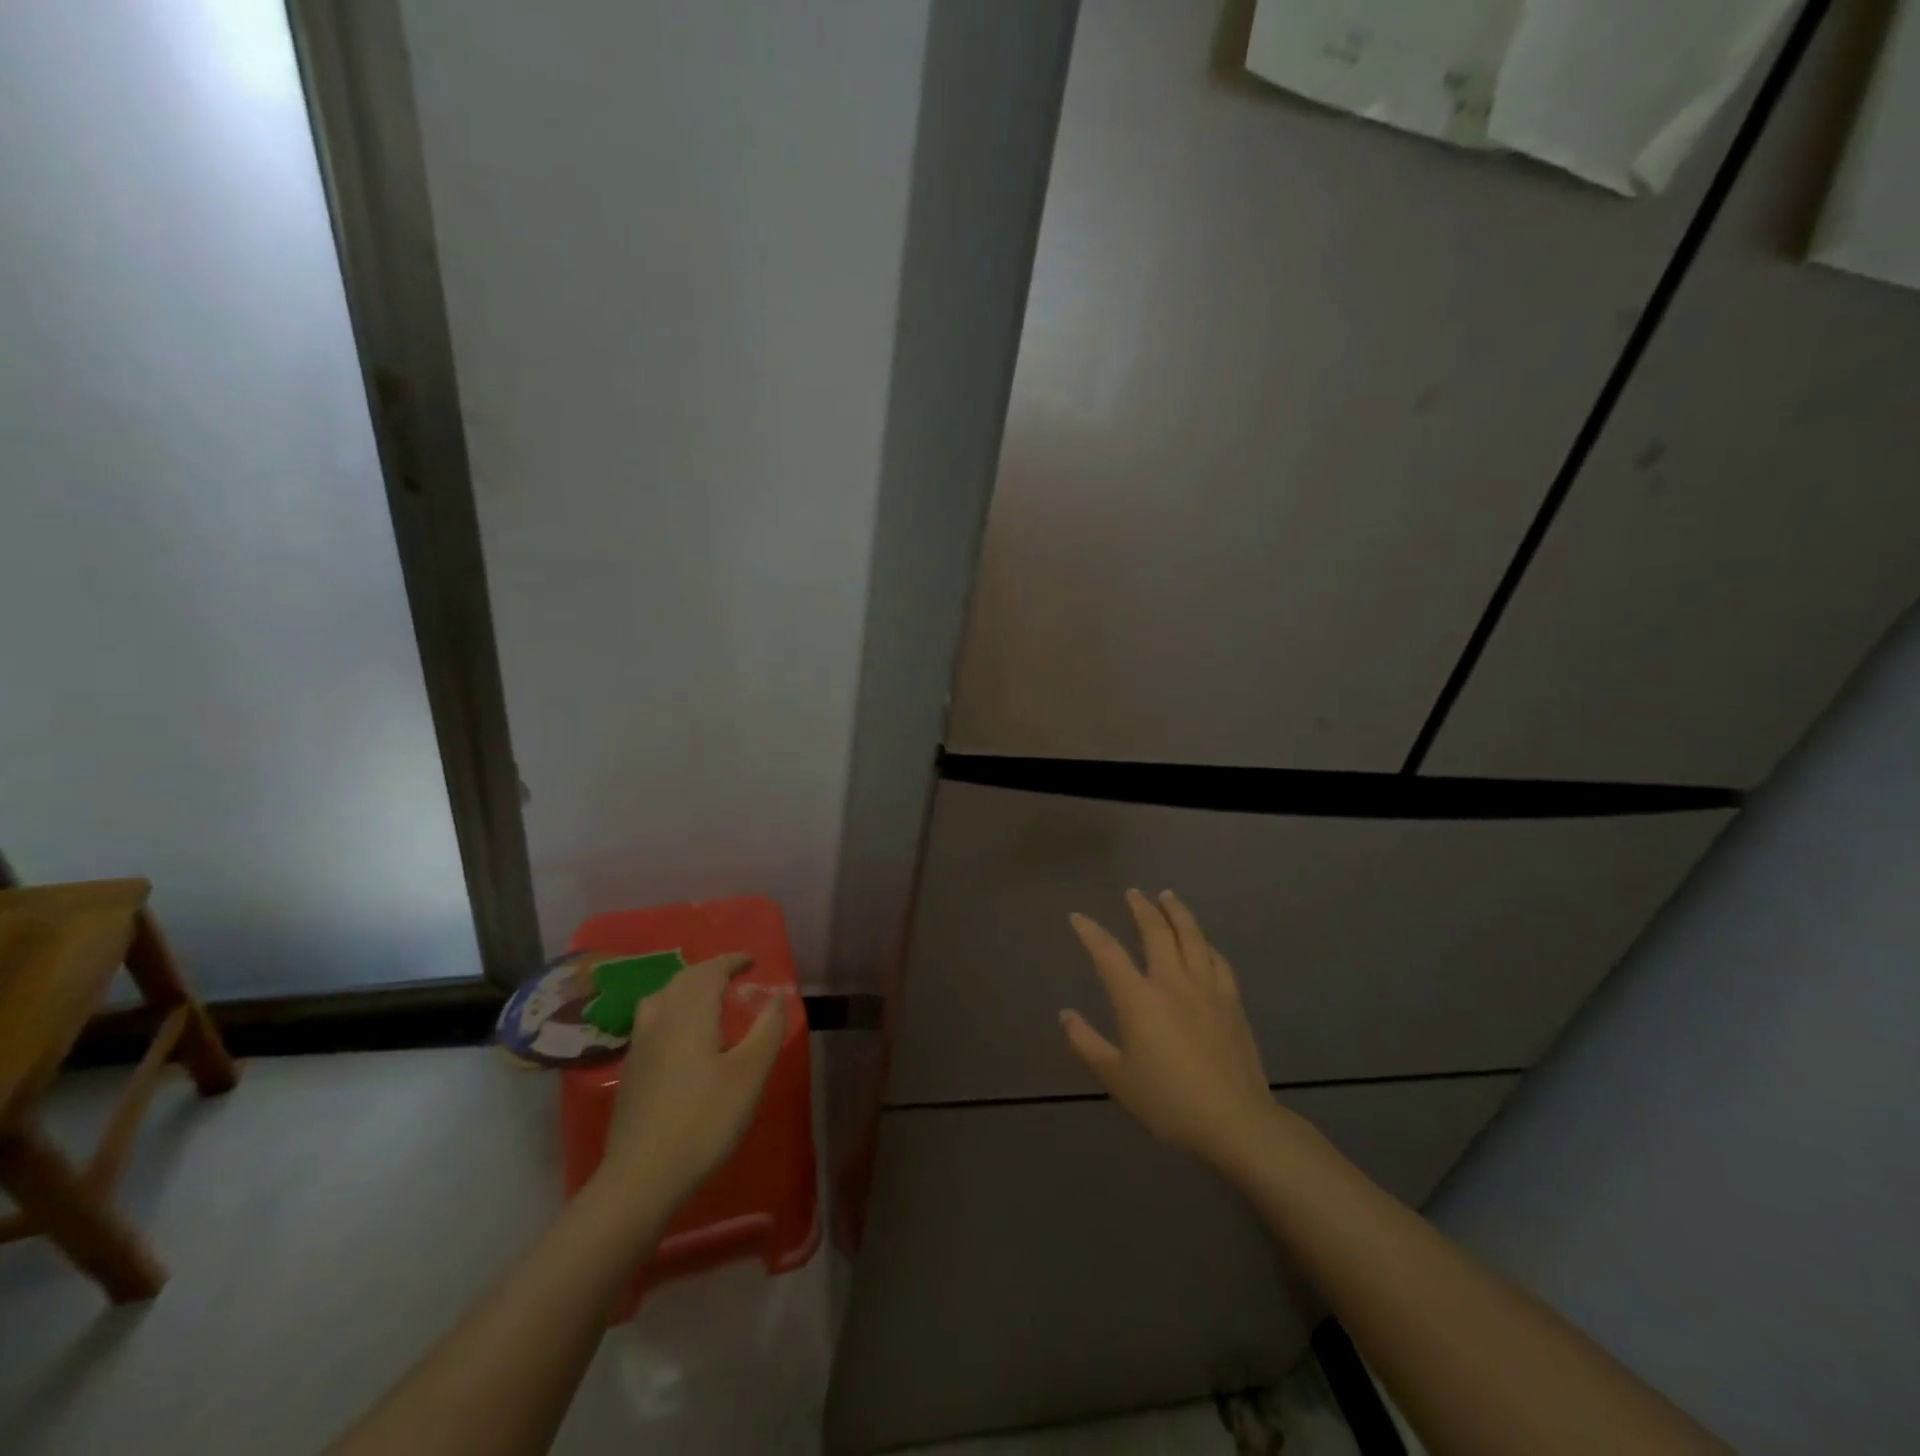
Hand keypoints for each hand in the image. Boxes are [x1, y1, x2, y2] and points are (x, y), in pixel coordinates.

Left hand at [598, 953, 786, 1205]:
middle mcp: (661, 1019)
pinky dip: (672, 1010)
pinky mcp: (631, 1069)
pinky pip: (652, 1020)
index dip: (731, 961)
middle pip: (683, 980)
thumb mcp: (749, 1074)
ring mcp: (640, 1045)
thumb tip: (775, 998)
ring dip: (686, 988)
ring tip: (705, 997)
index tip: (751, 961)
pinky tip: (681, 1035)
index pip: (710, 971)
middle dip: (709, 971)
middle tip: (733, 975)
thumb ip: (766, 1030)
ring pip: (662, 998)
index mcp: (691, 1013)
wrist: (641, 1175)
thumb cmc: (704, 1119)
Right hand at [1061, 890, 1288, 1173]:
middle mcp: (1172, 982)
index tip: (1078, 917)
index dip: (1090, 931)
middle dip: (1141, 908)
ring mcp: (1206, 989)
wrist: (1234, 1122)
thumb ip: (1087, 1043)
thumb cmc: (1168, 1101)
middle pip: (1156, 931)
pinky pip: (1218, 960)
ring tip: (1168, 897)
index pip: (1108, 953)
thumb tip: (1065, 1015)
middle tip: (1133, 893)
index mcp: (1138, 998)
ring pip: (1192, 937)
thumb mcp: (1117, 1078)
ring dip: (1177, 912)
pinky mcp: (1232, 1002)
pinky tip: (1204, 942)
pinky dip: (1206, 944)